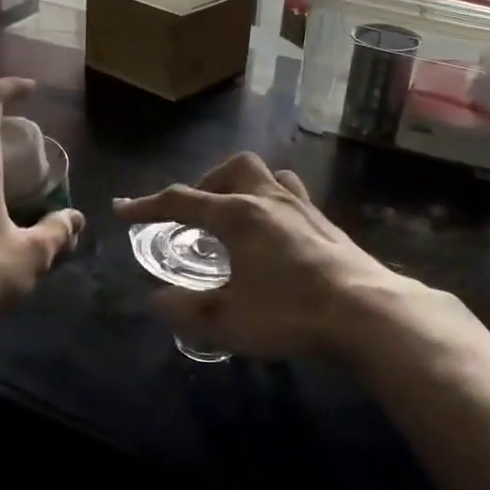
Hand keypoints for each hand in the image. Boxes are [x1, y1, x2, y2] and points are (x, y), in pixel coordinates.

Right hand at [114, 153, 425, 359]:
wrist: (366, 312)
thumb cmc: (290, 312)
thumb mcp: (227, 320)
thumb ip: (187, 309)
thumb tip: (158, 299)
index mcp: (238, 215)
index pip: (182, 201)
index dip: (149, 205)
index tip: (123, 209)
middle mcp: (269, 200)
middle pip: (234, 168)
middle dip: (208, 183)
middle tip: (198, 213)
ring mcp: (303, 208)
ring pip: (269, 176)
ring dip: (245, 187)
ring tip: (237, 216)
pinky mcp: (327, 224)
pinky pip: (293, 197)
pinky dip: (275, 205)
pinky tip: (277, 236)